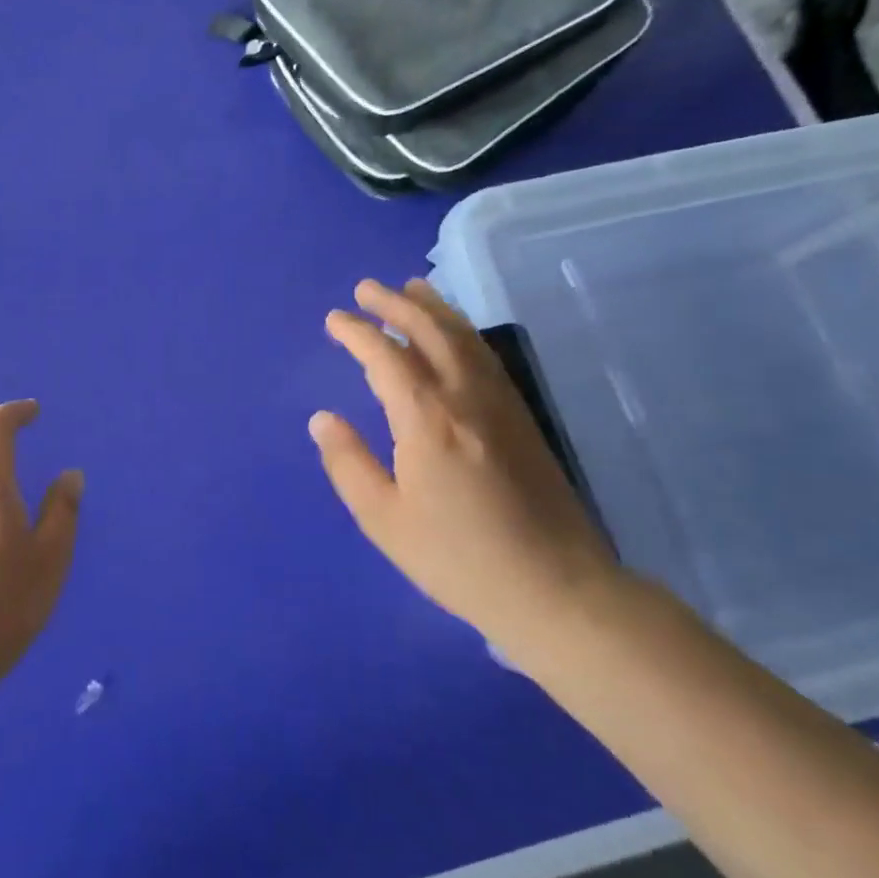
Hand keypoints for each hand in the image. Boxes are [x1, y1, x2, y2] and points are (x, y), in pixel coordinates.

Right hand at [311, 279, 619, 644]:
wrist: (556, 589)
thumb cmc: (458, 558)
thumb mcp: (384, 519)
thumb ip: (348, 463)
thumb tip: (322, 418)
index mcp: (427, 419)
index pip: (386, 356)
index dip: (357, 332)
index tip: (335, 319)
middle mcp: (465, 396)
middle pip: (429, 330)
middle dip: (395, 302)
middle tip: (366, 288)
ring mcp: (500, 403)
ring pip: (464, 336)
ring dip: (433, 306)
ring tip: (410, 288)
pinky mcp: (522, 416)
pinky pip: (486, 355)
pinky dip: (462, 330)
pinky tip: (453, 333)